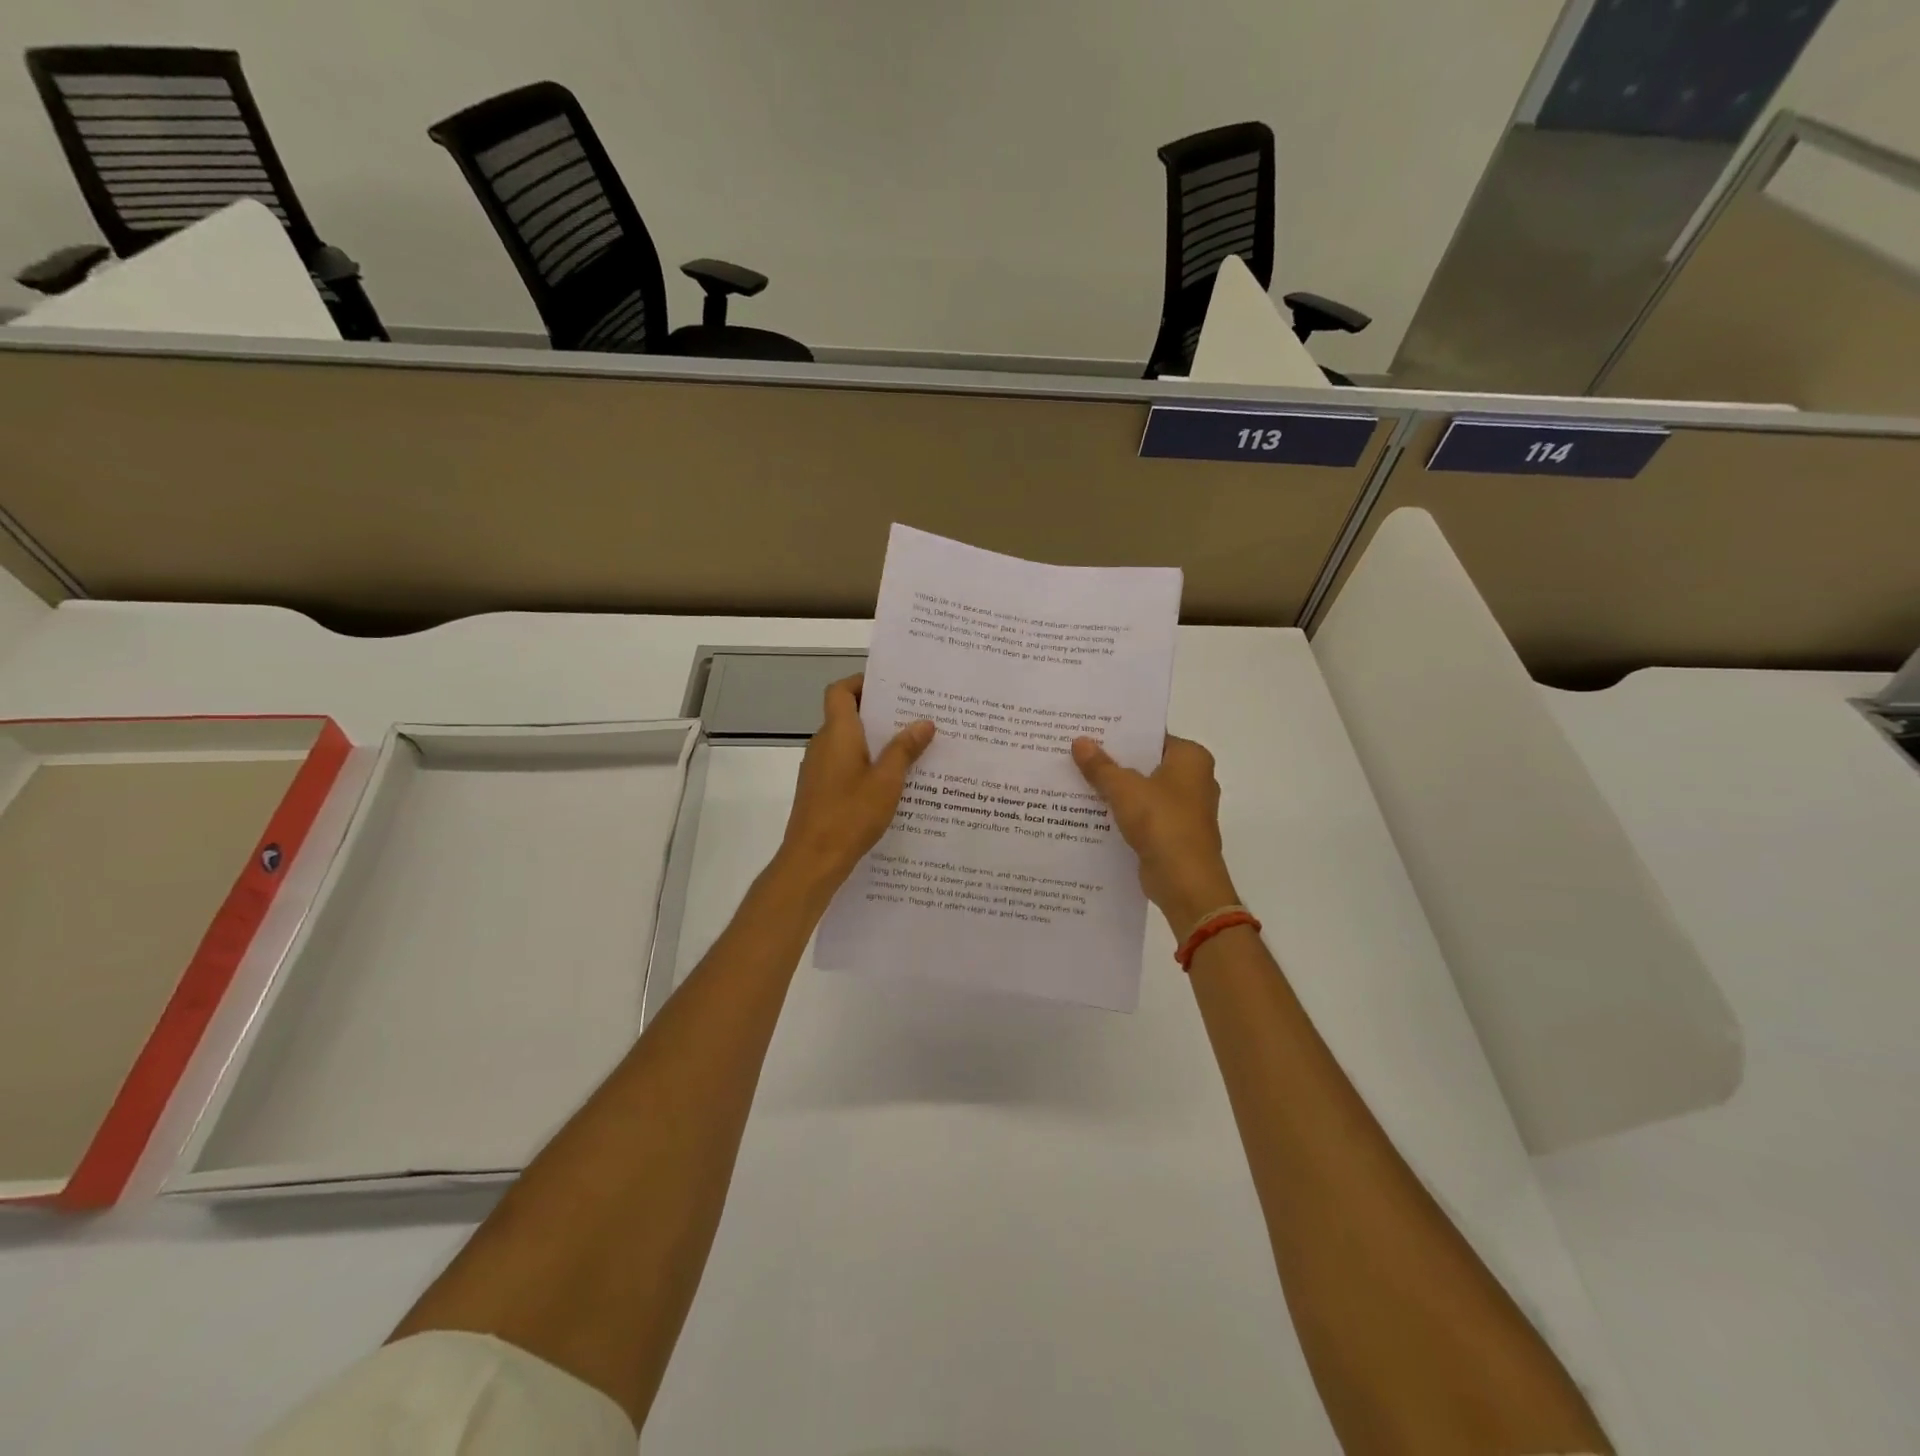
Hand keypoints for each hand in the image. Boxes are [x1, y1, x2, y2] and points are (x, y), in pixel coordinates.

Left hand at [778, 675, 934, 891]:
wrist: (812, 860)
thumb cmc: (850, 814)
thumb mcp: (887, 781)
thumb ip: (905, 749)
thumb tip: (924, 722)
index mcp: (837, 733)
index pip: (840, 691)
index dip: (861, 682)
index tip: (891, 687)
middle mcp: (823, 744)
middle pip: (846, 715)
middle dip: (878, 713)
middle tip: (914, 716)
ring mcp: (818, 768)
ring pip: (847, 742)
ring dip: (874, 741)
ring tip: (911, 748)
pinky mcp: (819, 790)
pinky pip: (844, 764)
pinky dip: (865, 763)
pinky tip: (891, 782)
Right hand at [1072, 735, 1238, 938]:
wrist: (1185, 883)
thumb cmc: (1162, 823)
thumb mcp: (1124, 789)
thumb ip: (1100, 766)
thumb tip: (1079, 741)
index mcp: (1191, 758)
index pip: (1152, 736)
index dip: (1120, 733)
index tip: (1089, 729)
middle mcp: (1193, 779)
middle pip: (1145, 763)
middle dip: (1113, 761)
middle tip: (1075, 751)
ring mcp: (1184, 809)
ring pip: (1141, 790)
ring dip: (1114, 789)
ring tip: (1074, 778)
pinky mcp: (1172, 834)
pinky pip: (1141, 815)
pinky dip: (1120, 813)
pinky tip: (1089, 810)